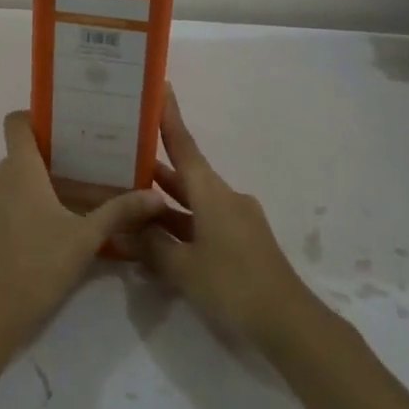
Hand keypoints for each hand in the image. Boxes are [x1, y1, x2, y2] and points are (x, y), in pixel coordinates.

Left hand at [0, 112, 168, 353]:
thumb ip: (120, 212)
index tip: (67, 128)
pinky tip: (51, 230)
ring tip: (75, 201)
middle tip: (89, 171)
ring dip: (39, 187)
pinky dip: (24, 207)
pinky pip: (3, 203)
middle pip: (23, 155)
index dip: (37, 116)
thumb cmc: (37, 266)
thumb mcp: (86, 239)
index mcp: (18, 169)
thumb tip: (156, 196)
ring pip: (13, 181)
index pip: (16, 122)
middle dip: (53, 161)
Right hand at [136, 86, 313, 349]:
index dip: (169, 117)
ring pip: (191, 202)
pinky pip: (202, 223)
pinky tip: (155, 240)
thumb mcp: (183, 268)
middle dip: (154, 166)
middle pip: (184, 175)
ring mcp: (235, 220)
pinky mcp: (240, 242)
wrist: (288, 322)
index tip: (161, 86)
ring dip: (164, 201)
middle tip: (121, 154)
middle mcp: (224, 198)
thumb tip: (128, 227)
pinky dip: (179, 226)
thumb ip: (152, 245)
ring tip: (127, 197)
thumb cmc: (233, 285)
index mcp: (212, 193)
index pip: (184, 146)